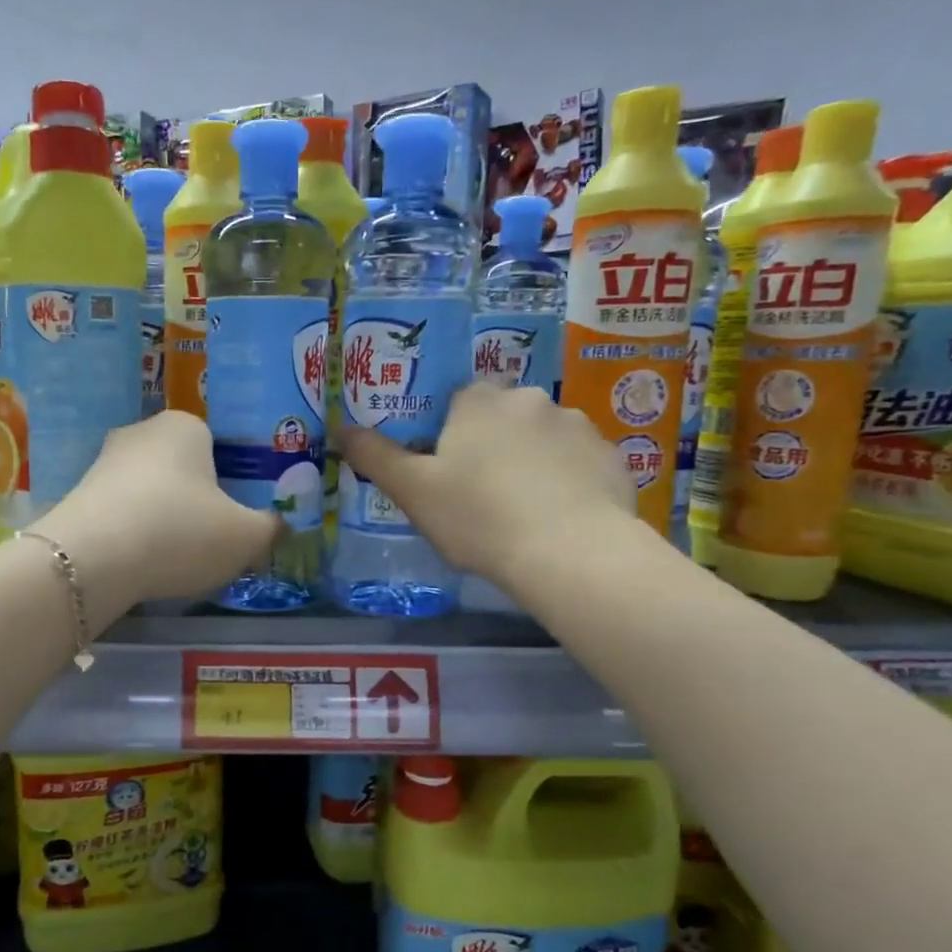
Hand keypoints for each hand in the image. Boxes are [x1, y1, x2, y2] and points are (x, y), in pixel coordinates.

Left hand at [31, 411, 278, 609]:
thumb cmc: (180, 532)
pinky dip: (137, 532)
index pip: (221, 446)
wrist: (91, 560)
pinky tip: (143, 561)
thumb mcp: (246, 537)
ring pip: (152, 490)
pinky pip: (124, 511)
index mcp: (186, 425)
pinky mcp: (80, 494)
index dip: (235, 483)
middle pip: (185, 468)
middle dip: (199, 500)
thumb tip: (278, 525)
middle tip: (214, 539)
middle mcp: (142, 431)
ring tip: (178, 558)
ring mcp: (104, 461)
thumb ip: (271, 528)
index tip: (239, 518)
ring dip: (166, 518)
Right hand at [338, 384, 636, 590]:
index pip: (457, 401)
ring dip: (530, 460)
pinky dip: (566, 479)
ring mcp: (577, 425)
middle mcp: (530, 399)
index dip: (448, 435)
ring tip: (523, 509)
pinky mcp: (611, 456)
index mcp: (479, 401)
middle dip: (491, 445)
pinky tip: (558, 516)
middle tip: (481, 494)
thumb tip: (340, 427)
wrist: (570, 552)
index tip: (446, 471)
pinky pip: (577, 462)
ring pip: (541, 438)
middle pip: (501, 416)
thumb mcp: (413, 491)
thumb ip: (375, 457)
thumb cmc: (478, 517)